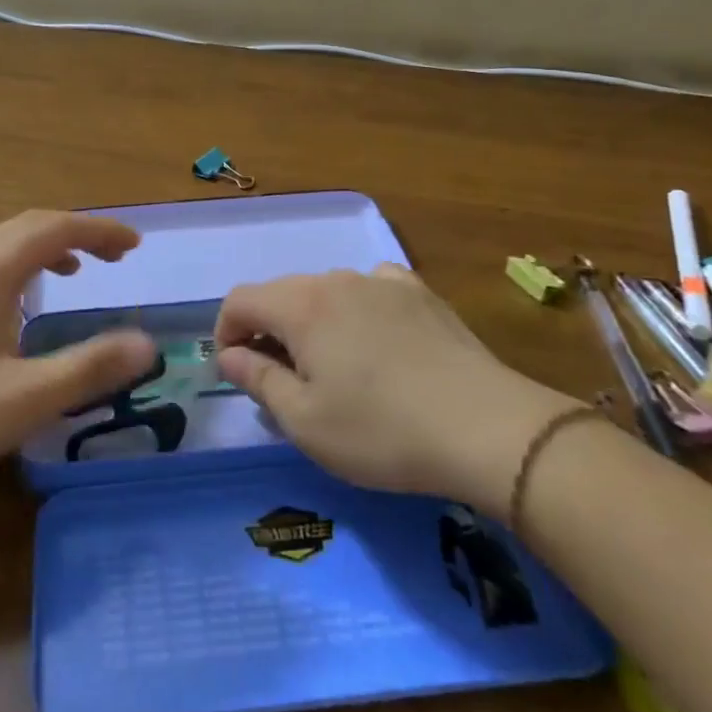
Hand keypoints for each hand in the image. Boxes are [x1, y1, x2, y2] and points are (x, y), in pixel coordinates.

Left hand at [0, 211, 156, 505]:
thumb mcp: (24, 400)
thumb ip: (88, 368)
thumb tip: (148, 344)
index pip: (54, 229)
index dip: (99, 230)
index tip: (136, 245)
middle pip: (29, 226)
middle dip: (78, 231)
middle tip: (118, 255)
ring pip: (6, 244)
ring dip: (49, 245)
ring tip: (80, 269)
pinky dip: (24, 265)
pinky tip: (27, 302)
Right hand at [214, 265, 578, 516]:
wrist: (486, 428)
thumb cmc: (381, 431)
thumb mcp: (305, 421)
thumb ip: (258, 380)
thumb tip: (229, 355)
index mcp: (301, 306)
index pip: (241, 299)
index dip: (225, 331)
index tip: (234, 369)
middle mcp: (337, 280)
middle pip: (282, 293)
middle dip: (267, 329)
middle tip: (279, 378)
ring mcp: (383, 281)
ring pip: (327, 291)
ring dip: (312, 321)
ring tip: (332, 366)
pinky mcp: (420, 293)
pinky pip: (372, 289)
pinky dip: (358, 310)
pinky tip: (376, 340)